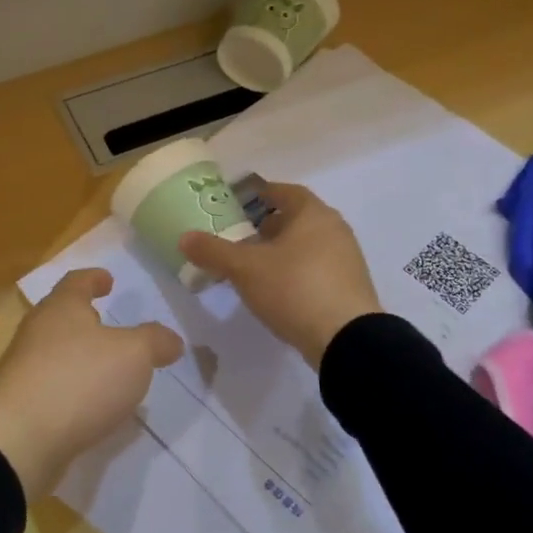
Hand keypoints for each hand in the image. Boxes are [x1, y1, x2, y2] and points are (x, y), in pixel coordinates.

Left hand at [0, 269, 183, 500]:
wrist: (21, 440)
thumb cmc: (80, 380)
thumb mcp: (134, 355)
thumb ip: (154, 342)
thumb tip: (171, 340)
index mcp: (61, 308)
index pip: (77, 282)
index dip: (94, 278)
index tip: (108, 280)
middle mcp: (36, 332)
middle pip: (60, 316)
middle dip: (84, 319)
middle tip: (108, 324)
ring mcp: (23, 368)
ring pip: (54, 351)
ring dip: (78, 355)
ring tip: (105, 368)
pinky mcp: (19, 404)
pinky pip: (50, 386)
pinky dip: (70, 387)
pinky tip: (89, 404)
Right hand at [180, 182, 380, 368]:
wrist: (346, 340)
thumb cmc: (294, 289)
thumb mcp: (245, 269)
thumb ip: (213, 251)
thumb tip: (184, 238)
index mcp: (313, 214)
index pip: (283, 192)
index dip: (258, 195)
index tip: (236, 204)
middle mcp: (334, 229)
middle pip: (296, 219)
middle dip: (266, 226)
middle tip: (239, 238)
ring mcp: (346, 259)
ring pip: (306, 245)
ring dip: (280, 251)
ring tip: (252, 267)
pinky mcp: (348, 287)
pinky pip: (316, 268)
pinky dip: (294, 271)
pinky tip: (276, 290)